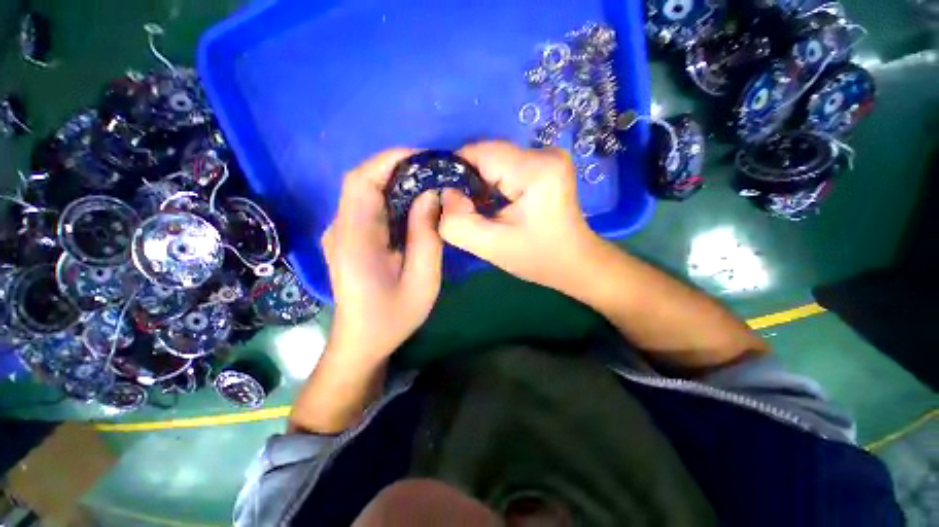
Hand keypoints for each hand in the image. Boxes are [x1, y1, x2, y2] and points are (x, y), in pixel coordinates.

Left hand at [322, 148, 443, 361]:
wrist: (362, 342)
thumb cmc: (393, 317)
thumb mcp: (422, 280)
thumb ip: (427, 236)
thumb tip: (431, 195)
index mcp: (355, 239)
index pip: (362, 180)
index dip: (390, 160)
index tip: (424, 157)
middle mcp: (340, 229)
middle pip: (362, 181)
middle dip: (398, 168)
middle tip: (433, 171)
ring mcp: (341, 233)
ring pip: (365, 192)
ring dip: (395, 181)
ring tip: (428, 183)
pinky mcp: (347, 239)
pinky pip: (368, 207)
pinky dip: (390, 197)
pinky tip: (412, 205)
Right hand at [439, 141, 602, 291]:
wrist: (575, 263)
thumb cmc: (538, 258)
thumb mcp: (492, 247)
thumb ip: (457, 222)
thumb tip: (444, 194)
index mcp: (535, 170)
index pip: (479, 153)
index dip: (454, 171)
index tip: (446, 198)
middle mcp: (544, 153)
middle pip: (486, 155)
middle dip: (467, 181)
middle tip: (464, 210)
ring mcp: (547, 157)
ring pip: (494, 161)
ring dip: (480, 184)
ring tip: (479, 210)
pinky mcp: (545, 165)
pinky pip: (506, 167)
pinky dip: (492, 184)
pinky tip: (493, 204)